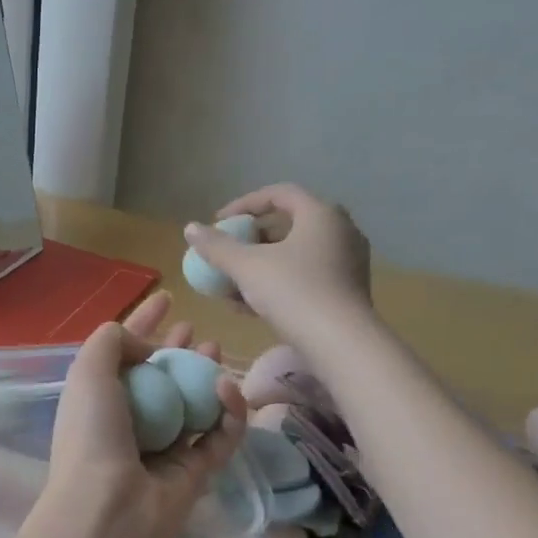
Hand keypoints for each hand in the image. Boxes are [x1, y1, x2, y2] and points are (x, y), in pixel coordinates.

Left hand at [38, 293, 247, 537]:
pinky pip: (219, 436)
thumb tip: (144, 344)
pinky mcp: (195, 473)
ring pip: (191, 404)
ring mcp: (162, 449)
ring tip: (216, 349)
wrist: (109, 507)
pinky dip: (228, 411)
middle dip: (176, 351)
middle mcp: (128, 423)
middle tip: (195, 330)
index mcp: (98, 400)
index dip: (141, 324)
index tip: (165, 298)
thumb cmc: (92, 433)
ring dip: (205, 375)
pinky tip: (226, 386)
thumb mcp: (87, 371)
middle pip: (159, 379)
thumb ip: (110, 340)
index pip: (122, 354)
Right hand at [184, 184, 374, 346]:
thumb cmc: (293, 291)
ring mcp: (347, 262)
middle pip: (288, 224)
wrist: (341, 343)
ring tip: (232, 284)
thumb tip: (191, 228)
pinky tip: (250, 306)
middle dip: (251, 238)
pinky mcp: (346, 290)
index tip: (219, 221)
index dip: (244, 204)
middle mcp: (340, 231)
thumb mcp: (246, 266)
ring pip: (295, 254)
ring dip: (260, 265)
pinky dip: (278, 282)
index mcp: (321, 214)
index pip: (279, 194)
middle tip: (228, 250)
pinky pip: (305, 275)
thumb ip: (217, 246)